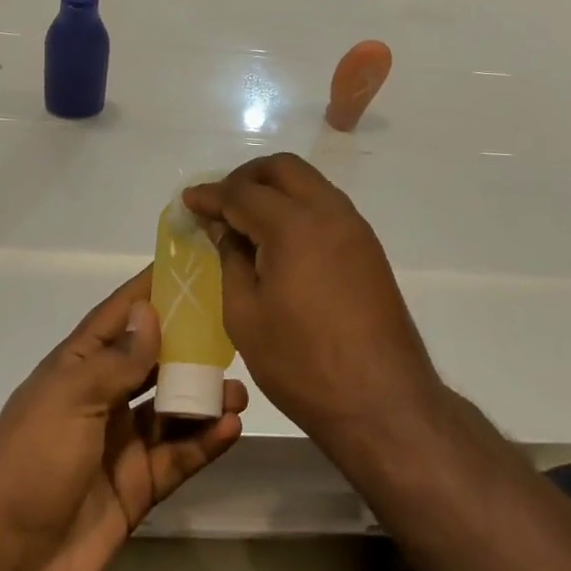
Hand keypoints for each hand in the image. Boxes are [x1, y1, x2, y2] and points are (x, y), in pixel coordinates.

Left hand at [0, 269, 246, 570]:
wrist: (5, 560)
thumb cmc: (34, 459)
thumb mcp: (73, 397)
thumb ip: (119, 359)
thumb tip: (150, 310)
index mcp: (78, 367)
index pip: (120, 316)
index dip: (150, 291)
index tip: (190, 267)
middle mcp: (103, 397)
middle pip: (153, 361)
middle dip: (189, 345)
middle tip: (232, 333)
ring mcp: (122, 443)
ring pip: (172, 408)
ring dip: (203, 396)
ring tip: (238, 389)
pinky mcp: (138, 486)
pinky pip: (178, 455)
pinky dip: (204, 441)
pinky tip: (230, 427)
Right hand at [184, 154, 443, 450]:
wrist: (382, 402)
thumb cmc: (302, 364)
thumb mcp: (245, 316)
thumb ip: (231, 260)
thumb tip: (225, 230)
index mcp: (293, 225)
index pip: (243, 194)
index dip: (211, 195)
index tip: (188, 200)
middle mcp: (329, 212)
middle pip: (283, 169)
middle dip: (246, 177)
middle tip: (220, 203)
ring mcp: (354, 228)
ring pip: (309, 183)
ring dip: (275, 189)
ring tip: (247, 219)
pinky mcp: (368, 248)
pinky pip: (326, 206)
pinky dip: (298, 207)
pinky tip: (280, 239)